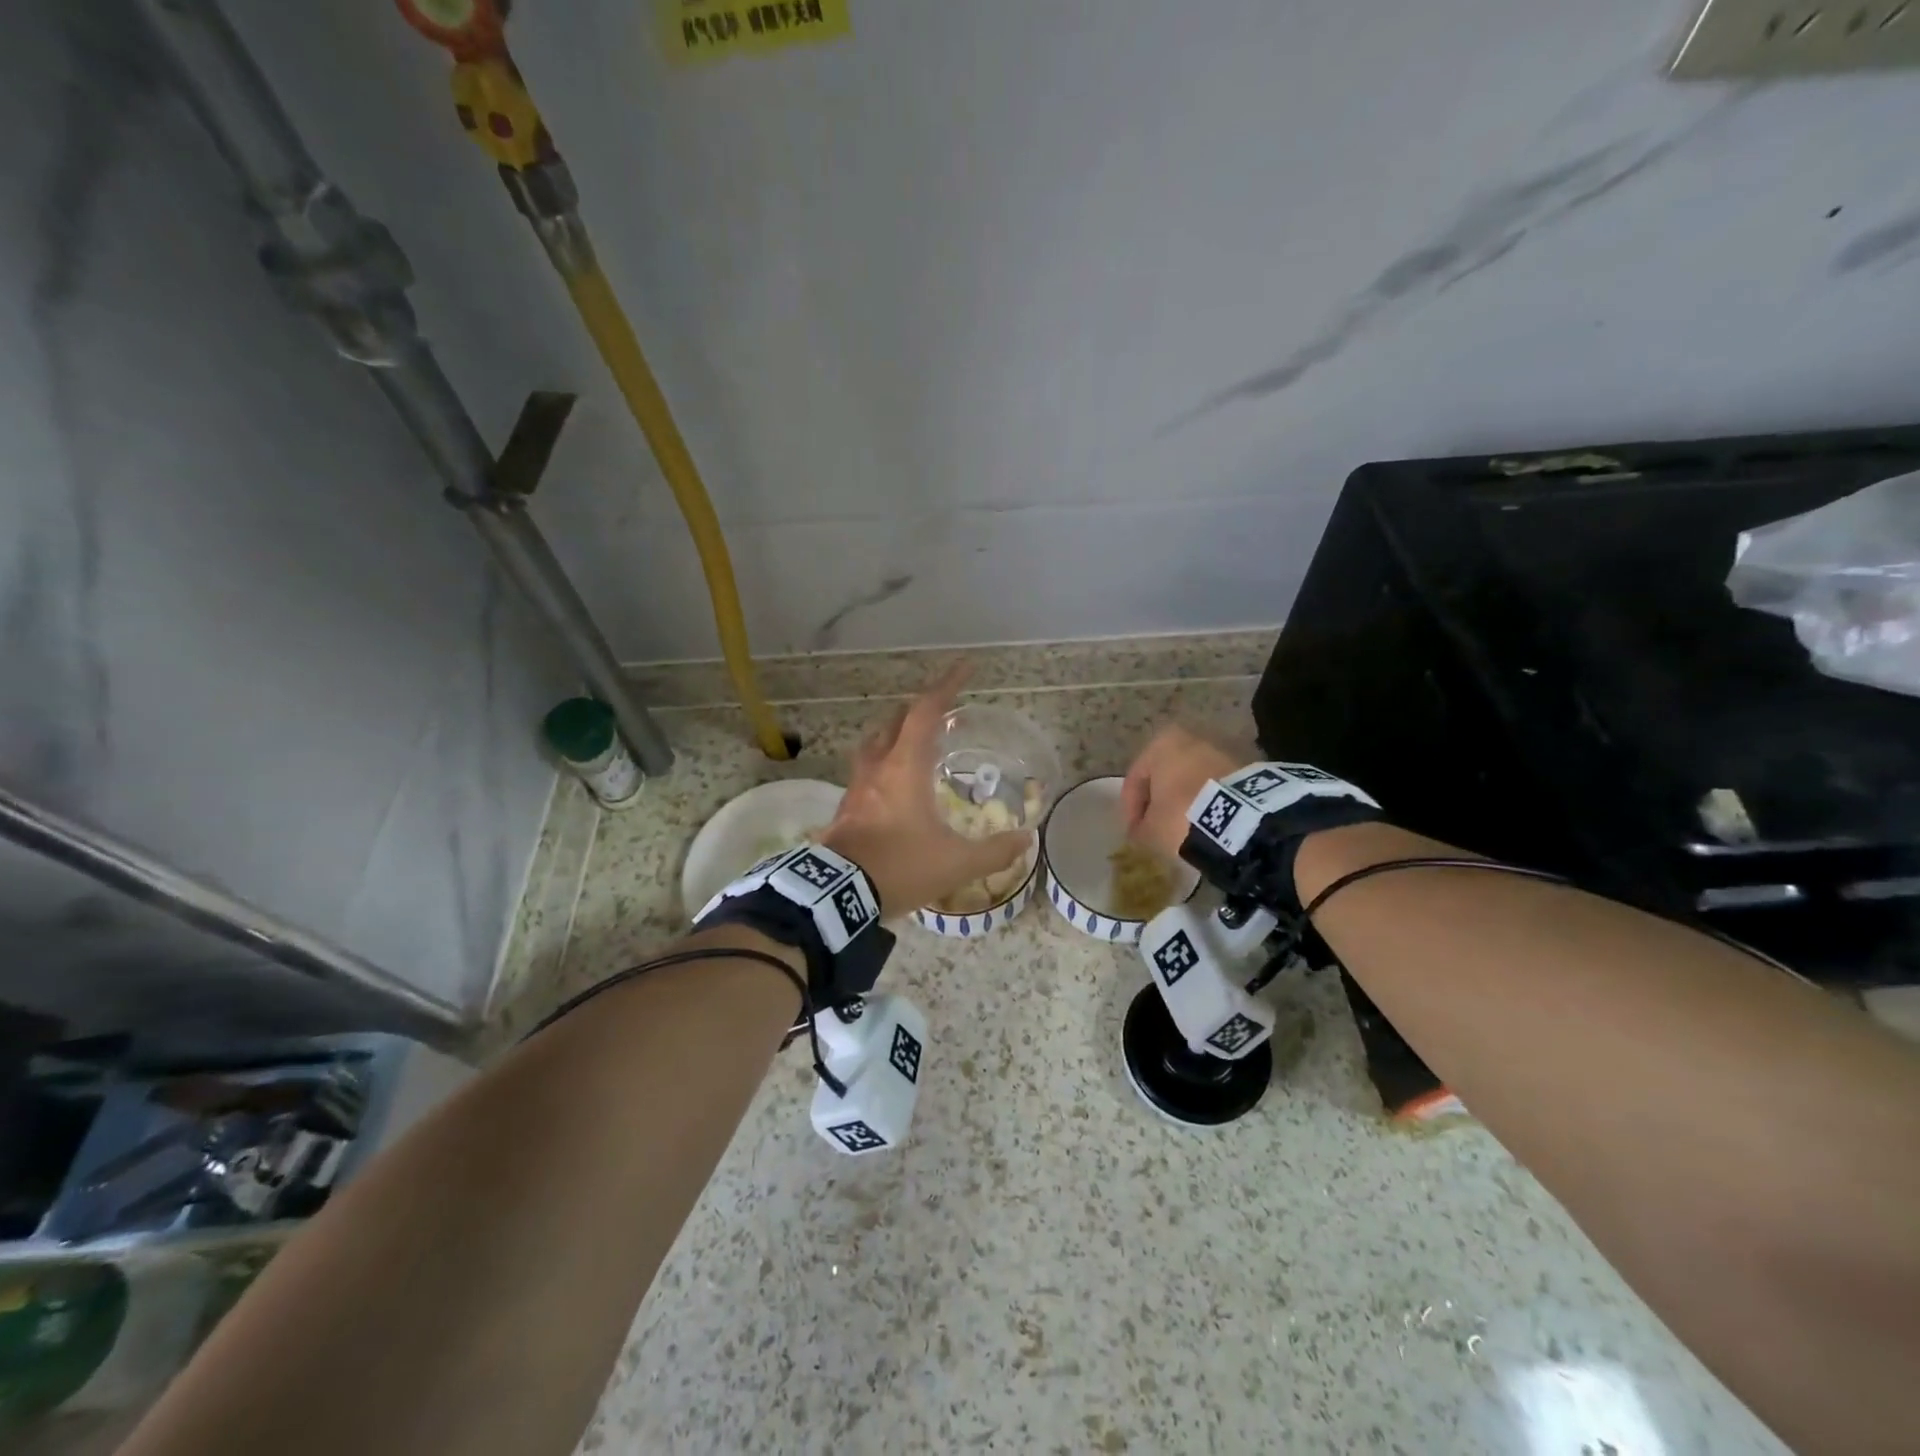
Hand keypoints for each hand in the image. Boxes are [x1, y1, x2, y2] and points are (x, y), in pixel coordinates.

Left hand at [819, 664, 1031, 915]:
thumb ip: (994, 851)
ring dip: (896, 734)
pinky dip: (883, 765)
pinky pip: (866, 772)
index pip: (925, 712)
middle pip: (895, 721)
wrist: (838, 896)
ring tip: (915, 742)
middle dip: (919, 708)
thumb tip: (1025, 840)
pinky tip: (894, 786)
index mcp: (905, 767)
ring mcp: (856, 788)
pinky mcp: (845, 809)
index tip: (965, 667)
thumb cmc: (899, 867)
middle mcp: (878, 768)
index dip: (946, 686)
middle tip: (943, 710)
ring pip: (874, 744)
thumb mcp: (956, 863)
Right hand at [1121, 726, 1243, 858]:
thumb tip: (1142, 830)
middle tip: (1156, 828)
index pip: (1136, 778)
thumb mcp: (1150, 829)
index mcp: (1162, 742)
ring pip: (1194, 778)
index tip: (1134, 833)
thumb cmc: (1182, 815)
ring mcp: (1223, 750)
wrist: (1242, 820)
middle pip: (1167, 774)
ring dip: (1187, 800)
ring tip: (1184, 828)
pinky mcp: (1248, 767)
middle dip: (1161, 800)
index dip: (1131, 809)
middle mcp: (1192, 737)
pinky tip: (1208, 823)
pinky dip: (1210, 801)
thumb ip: (1140, 827)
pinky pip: (1218, 786)